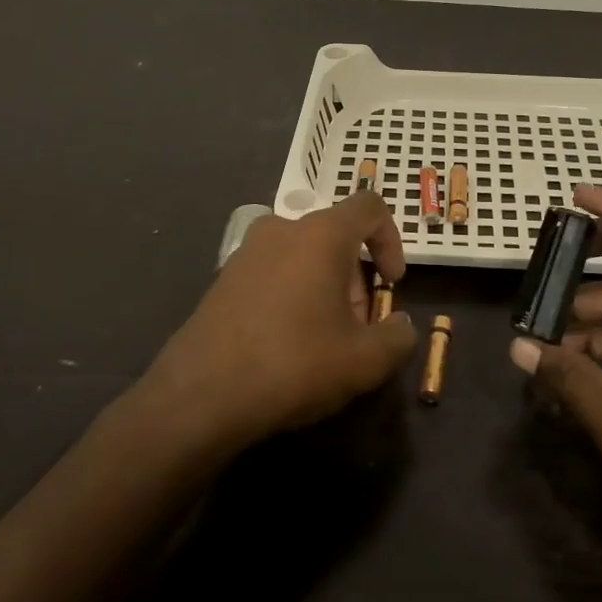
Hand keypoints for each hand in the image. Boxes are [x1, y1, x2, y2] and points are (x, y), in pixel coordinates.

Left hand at [145, 192, 418, 450]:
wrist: (200, 395)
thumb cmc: (294, 364)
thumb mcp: (365, 361)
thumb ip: (399, 337)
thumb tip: (402, 326)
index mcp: (321, 234)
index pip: (369, 207)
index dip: (391, 239)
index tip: (392, 283)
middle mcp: (282, 230)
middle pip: (336, 237)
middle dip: (356, 279)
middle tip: (357, 328)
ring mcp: (247, 252)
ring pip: (304, 256)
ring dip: (325, 288)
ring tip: (323, 340)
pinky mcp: (223, 278)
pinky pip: (274, 272)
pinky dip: (292, 295)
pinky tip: (286, 344)